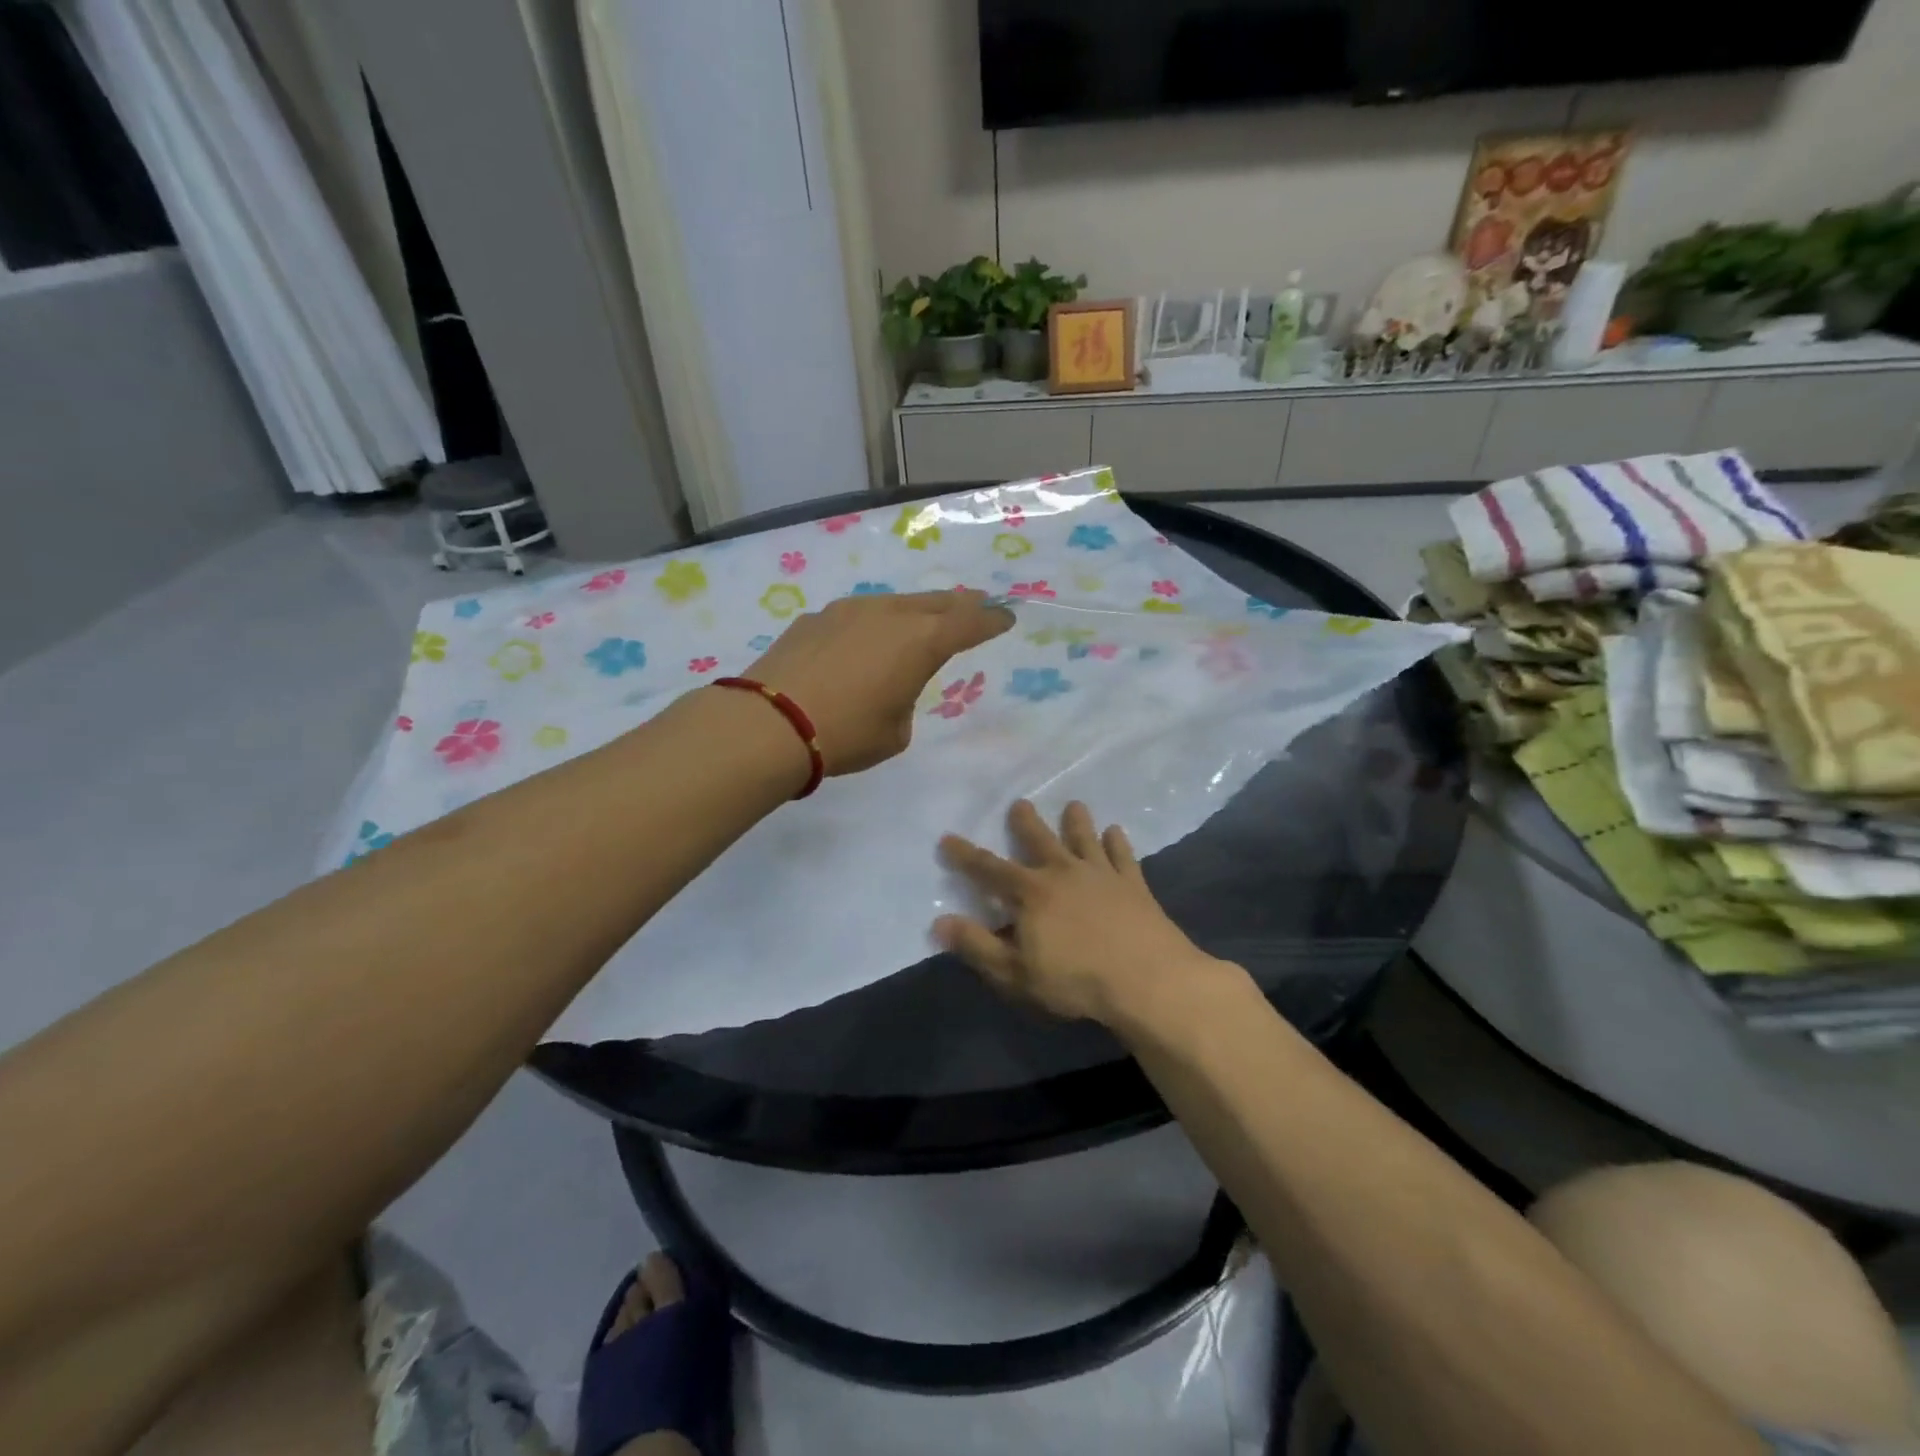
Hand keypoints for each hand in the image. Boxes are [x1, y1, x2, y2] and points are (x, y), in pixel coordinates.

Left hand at [744, 590, 1012, 774]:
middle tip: (978, 603)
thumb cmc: (846, 734)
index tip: (1006, 617)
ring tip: (923, 618)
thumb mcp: (895, 732)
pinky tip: (864, 640)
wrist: (770, 723)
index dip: (992, 621)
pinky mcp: (816, 618)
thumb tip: (889, 685)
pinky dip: (873, 623)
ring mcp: (849, 610)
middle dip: (961, 604)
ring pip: (895, 603)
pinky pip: (858, 615)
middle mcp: (889, 615)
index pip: (970, 624)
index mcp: (921, 642)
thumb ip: (904, 700)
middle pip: (936, 602)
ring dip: (915, 610)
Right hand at [935, 800, 1242, 1031]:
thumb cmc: (1075, 980)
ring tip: (1074, 805)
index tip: (947, 838)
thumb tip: (940, 922)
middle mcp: (1063, 872)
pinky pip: (1122, 855)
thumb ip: (977, 946)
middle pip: (1039, 839)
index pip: (989, 869)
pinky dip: (1117, 841)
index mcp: (1031, 893)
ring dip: (1077, 821)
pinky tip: (1116, 831)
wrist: (1147, 979)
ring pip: (1084, 838)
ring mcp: (1101, 874)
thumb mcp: (1015, 973)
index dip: (965, 855)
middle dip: (1025, 822)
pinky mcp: (1133, 883)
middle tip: (1020, 803)